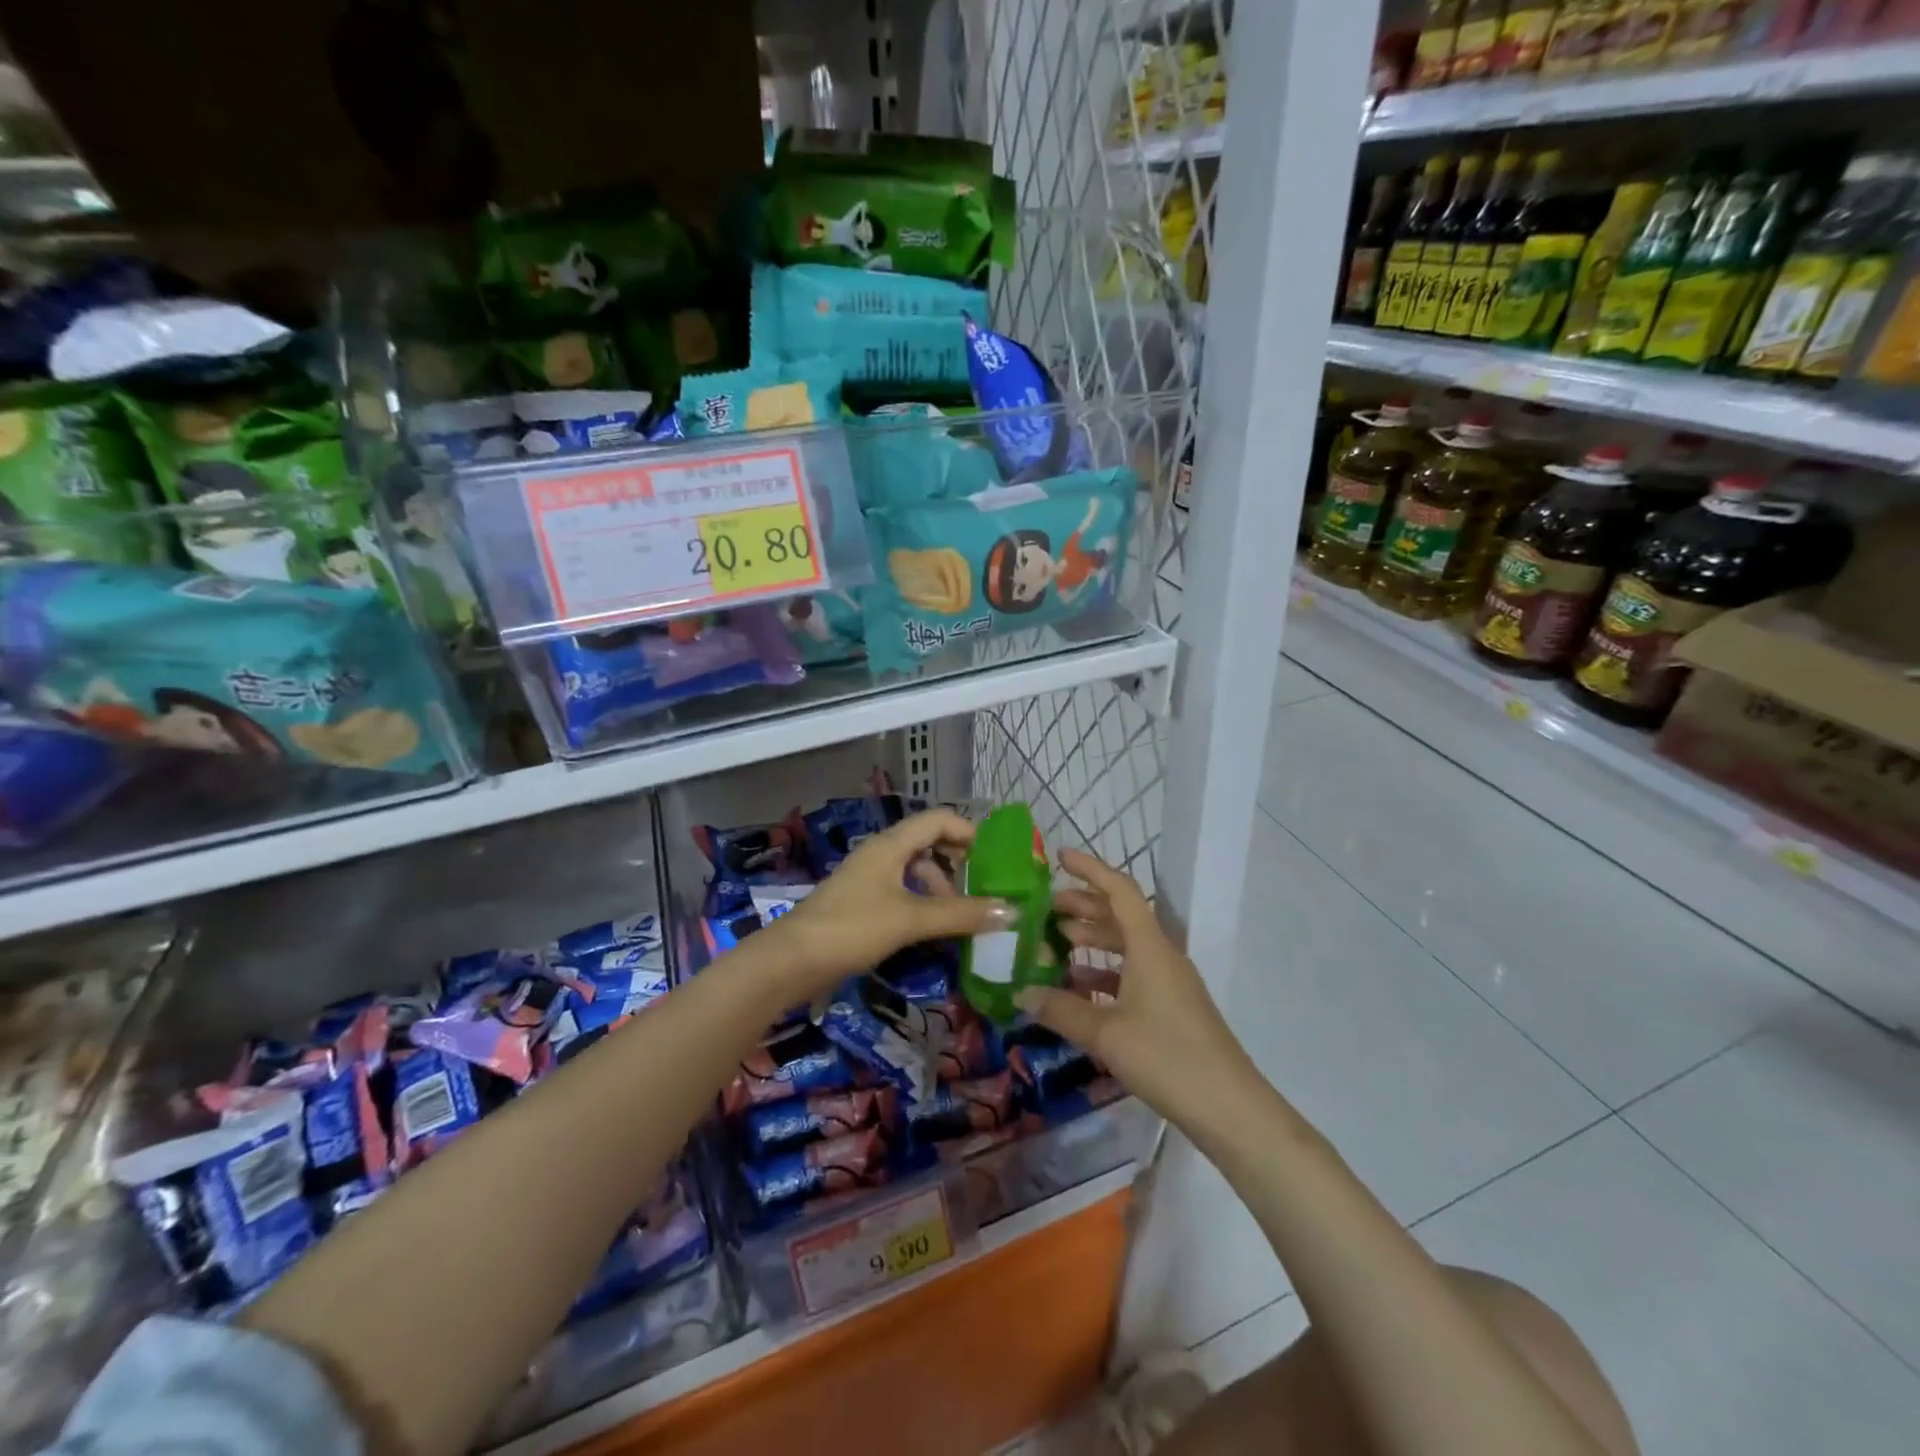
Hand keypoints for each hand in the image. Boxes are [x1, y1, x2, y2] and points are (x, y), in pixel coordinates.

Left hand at [770, 809, 1016, 997]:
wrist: (790, 962)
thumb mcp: (911, 919)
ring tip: (960, 923)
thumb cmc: (852, 928)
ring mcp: (868, 881)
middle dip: (957, 868)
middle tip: (982, 894)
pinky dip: (922, 909)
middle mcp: (880, 856)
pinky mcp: (860, 907)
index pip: (937, 819)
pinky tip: (932, 934)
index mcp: (891, 845)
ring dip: (940, 893)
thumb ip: (961, 914)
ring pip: (914, 875)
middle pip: (928, 847)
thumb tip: (1012, 911)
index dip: (968, 831)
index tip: (994, 859)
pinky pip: (901, 897)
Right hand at [1016, 848, 1264, 1135]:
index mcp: (1150, 947)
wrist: (1229, 1108)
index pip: (1119, 890)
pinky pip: (1132, 975)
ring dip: (1092, 940)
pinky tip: (1078, 989)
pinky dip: (1104, 974)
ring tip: (1056, 943)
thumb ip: (1060, 1010)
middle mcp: (1161, 955)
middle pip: (1120, 916)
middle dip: (1083, 906)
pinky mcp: (1171, 1008)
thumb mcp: (1106, 1033)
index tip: (1059, 857)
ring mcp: (1169, 983)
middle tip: (1045, 907)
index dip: (1090, 869)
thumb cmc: (1167, 1057)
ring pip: (1126, 946)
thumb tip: (1020, 993)